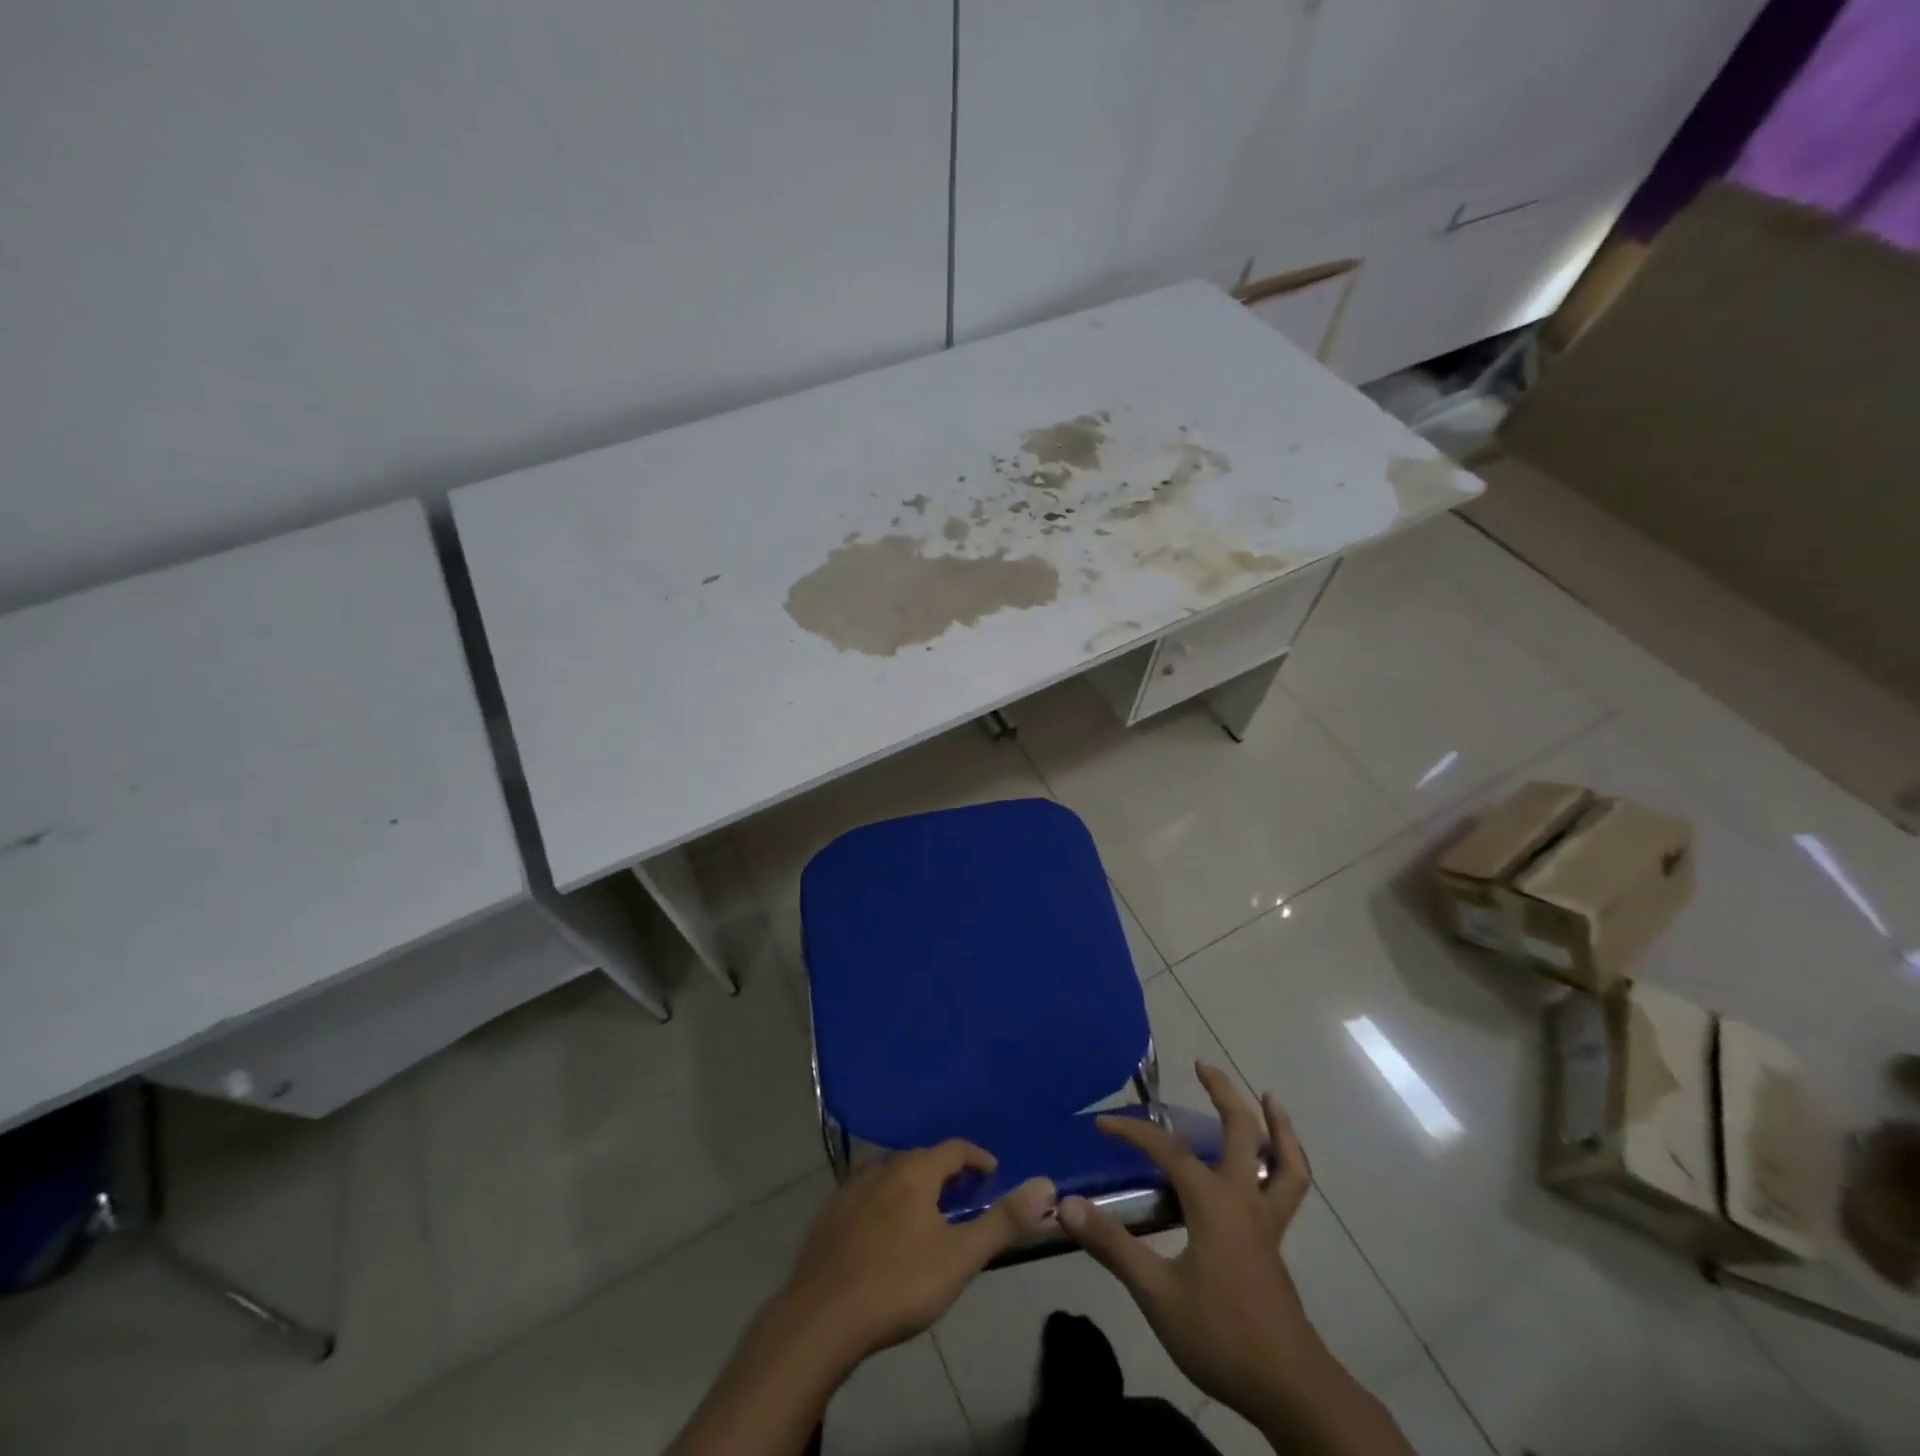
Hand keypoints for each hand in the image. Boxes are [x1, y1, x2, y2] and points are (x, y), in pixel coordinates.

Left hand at [779, 1141, 1057, 1363]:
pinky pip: (866, 1194)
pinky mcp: (829, 1214)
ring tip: (927, 1213)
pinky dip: (884, 1201)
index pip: (955, 1148)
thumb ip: (1004, 1221)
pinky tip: (884, 1231)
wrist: (821, 1318)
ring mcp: (851, 1188)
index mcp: (916, 1170)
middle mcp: (883, 1166)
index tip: (993, 1175)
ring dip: (913, 1185)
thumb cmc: (899, 1283)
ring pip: (891, 1174)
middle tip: (964, 1198)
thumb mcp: (961, 1257)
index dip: (978, 1159)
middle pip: (922, 1159)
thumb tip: (1046, 1184)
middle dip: (946, 1173)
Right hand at [1058, 1064, 1315, 1426]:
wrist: (1289, 1388)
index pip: (1166, 1149)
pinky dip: (1288, 1163)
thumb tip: (1066, 1205)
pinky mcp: (1275, 1242)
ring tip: (1267, 1097)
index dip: (1133, 1131)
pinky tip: (1278, 1160)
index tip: (1103, 1124)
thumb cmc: (1220, 1335)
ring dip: (1274, 1124)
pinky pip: (1290, 1189)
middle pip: (1240, 1131)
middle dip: (1222, 1093)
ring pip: (1282, 1160)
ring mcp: (1266, 1220)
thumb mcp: (1156, 1294)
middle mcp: (1243, 1198)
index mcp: (1212, 1202)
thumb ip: (1112, 1246)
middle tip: (1202, 1064)